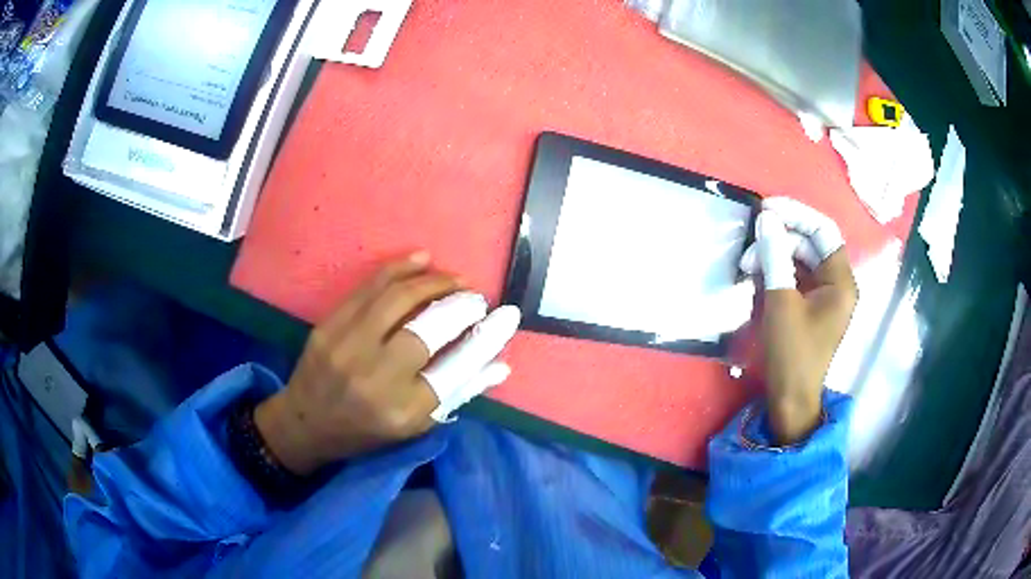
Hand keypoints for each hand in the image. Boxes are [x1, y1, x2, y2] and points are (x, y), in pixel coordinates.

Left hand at [254, 253, 520, 474]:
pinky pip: (368, 288)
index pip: (456, 368)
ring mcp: (347, 348)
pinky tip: (422, 260)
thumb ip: (457, 393)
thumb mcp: (414, 427)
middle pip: (429, 329)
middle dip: (461, 306)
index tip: (506, 317)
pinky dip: (399, 269)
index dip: (486, 338)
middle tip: (476, 298)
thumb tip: (500, 365)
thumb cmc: (365, 431)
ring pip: (398, 299)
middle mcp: (375, 378)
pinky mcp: (328, 327)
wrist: (305, 422)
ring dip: (433, 282)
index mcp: (402, 411)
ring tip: (454, 279)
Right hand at [740, 198, 857, 444]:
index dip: (797, 214)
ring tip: (748, 265)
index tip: (767, 209)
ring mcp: (825, 295)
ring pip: (801, 259)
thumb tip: (766, 219)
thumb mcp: (781, 302)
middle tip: (750, 244)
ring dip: (775, 256)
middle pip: (811, 244)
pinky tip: (758, 275)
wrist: (791, 398)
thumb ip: (775, 257)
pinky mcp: (811, 305)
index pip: (823, 231)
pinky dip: (777, 271)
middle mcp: (837, 283)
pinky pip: (796, 276)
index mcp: (841, 281)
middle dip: (780, 239)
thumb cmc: (792, 353)